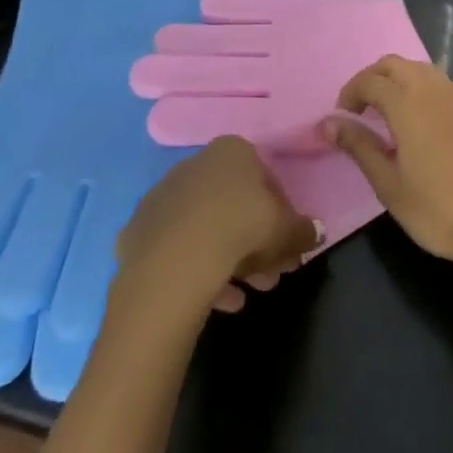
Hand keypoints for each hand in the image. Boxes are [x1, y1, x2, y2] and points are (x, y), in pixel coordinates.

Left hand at [116, 137, 322, 312]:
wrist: (174, 263)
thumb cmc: (241, 229)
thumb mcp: (288, 231)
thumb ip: (304, 230)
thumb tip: (316, 233)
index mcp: (231, 152)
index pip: (265, 177)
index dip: (281, 212)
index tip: (287, 241)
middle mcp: (194, 165)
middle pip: (233, 204)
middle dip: (256, 242)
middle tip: (271, 274)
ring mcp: (161, 198)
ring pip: (205, 228)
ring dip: (229, 260)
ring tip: (246, 295)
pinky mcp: (136, 232)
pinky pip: (176, 249)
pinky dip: (197, 271)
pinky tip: (218, 300)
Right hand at [326, 57, 452, 281]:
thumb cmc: (436, 210)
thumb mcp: (388, 183)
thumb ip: (358, 145)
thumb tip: (327, 122)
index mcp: (409, 103)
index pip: (371, 80)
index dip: (351, 92)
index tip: (342, 115)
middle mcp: (436, 90)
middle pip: (397, 64)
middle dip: (373, 77)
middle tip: (361, 108)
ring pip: (424, 70)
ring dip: (400, 80)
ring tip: (390, 113)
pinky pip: (446, 86)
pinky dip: (425, 90)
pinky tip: (425, 122)